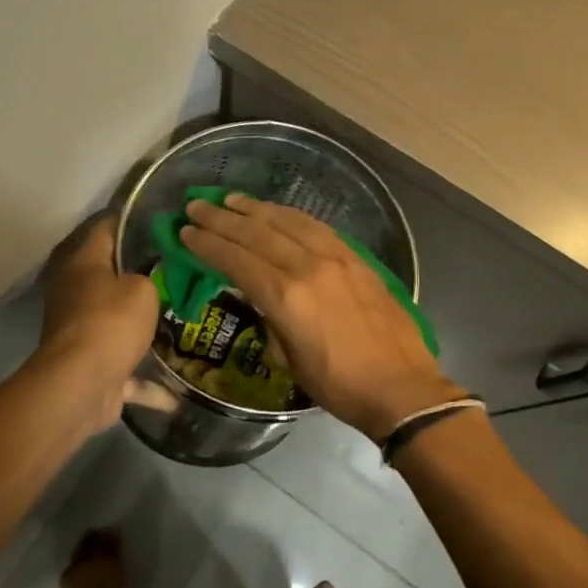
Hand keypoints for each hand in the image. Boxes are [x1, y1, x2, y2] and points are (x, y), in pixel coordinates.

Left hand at [38, 214, 160, 433]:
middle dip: (141, 276)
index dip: (129, 220)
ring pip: (116, 324)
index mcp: (83, 265)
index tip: (158, 218)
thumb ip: (148, 278)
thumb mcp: (142, 289)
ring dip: (141, 330)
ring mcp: (80, 332)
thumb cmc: (110, 322)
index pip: (105, 229)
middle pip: (110, 277)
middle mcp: (75, 294)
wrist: (80, 385)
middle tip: (179, 269)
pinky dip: (146, 385)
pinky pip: (124, 373)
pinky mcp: (90, 369)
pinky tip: (176, 397)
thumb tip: (144, 284)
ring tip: (179, 323)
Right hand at [180, 194, 464, 439]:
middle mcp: (308, 266)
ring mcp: (336, 257)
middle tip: (197, 205)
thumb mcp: (290, 361)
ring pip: (287, 221)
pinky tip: (277, 212)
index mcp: (286, 297)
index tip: (186, 232)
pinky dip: (291, 215)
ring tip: (232, 200)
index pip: (236, 259)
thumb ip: (271, 321)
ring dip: (256, 208)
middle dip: (222, 218)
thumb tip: (264, 300)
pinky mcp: (356, 258)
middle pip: (257, 233)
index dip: (207, 244)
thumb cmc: (339, 385)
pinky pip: (316, 226)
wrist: (402, 387)